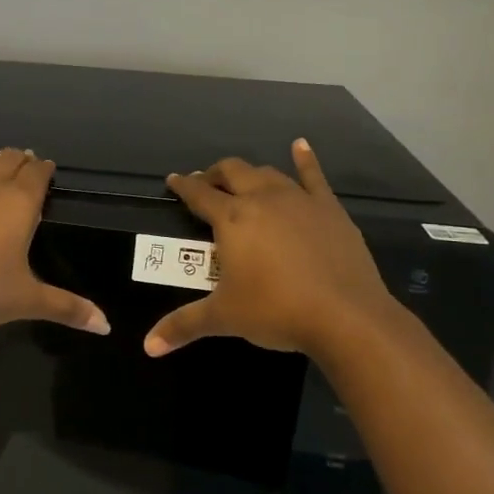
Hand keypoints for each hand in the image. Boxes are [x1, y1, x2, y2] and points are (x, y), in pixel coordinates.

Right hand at [143, 139, 400, 360]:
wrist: (346, 316)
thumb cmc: (276, 311)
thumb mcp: (223, 318)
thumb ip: (183, 325)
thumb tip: (148, 347)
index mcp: (232, 219)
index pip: (199, 194)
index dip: (183, 185)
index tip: (173, 180)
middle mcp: (262, 199)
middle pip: (232, 172)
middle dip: (215, 174)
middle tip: (206, 183)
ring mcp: (299, 200)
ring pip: (268, 173)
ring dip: (250, 173)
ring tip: (243, 180)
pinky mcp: (329, 209)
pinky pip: (314, 176)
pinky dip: (305, 159)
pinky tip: (300, 146)